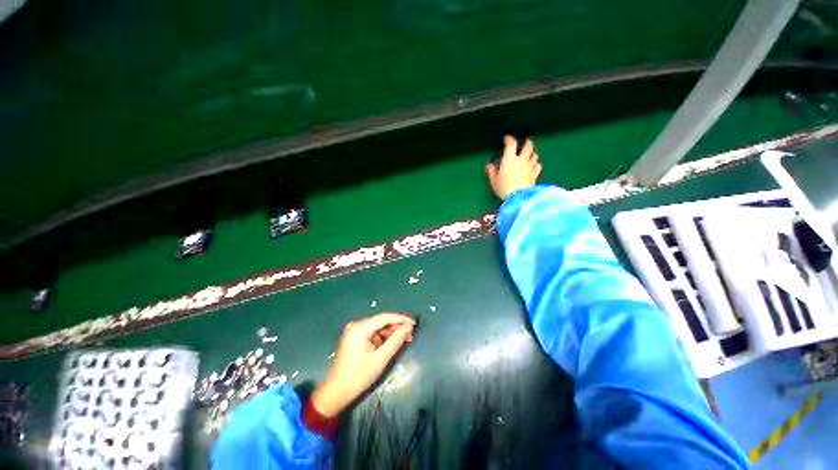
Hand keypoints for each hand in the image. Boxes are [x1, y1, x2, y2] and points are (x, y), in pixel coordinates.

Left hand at [310, 313, 414, 416]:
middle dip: (396, 327)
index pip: (385, 317)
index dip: (401, 319)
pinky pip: (372, 333)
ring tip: (404, 339)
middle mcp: (357, 325)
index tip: (414, 323)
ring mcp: (354, 331)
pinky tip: (391, 342)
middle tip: (411, 334)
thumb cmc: (358, 376)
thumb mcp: (380, 359)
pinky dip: (382, 337)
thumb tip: (409, 327)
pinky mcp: (354, 337)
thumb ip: (396, 340)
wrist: (335, 392)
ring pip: (377, 327)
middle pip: (381, 321)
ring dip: (390, 332)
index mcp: (361, 328)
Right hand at [484, 135, 541, 199]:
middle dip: (527, 143)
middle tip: (527, 141)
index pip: (511, 145)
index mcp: (509, 159)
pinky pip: (538, 166)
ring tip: (531, 153)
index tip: (507, 138)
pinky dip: (536, 164)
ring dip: (532, 153)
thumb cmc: (504, 187)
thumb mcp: (494, 180)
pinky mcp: (535, 175)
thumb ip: (491, 172)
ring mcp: (529, 167)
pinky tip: (535, 166)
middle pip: (527, 147)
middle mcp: (521, 160)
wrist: (519, 197)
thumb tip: (488, 165)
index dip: (509, 139)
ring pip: (534, 156)